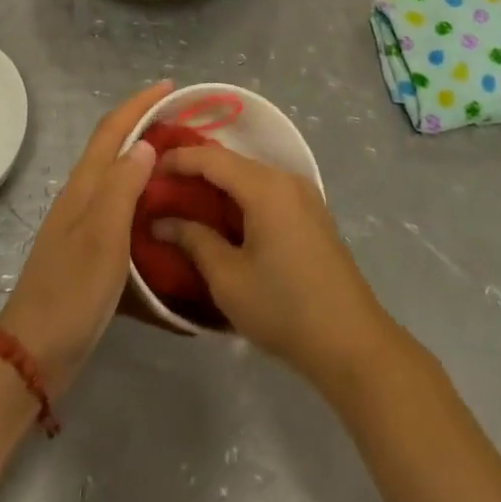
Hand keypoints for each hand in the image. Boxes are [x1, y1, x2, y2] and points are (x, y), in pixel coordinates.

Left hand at [0, 81, 169, 395]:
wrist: (34, 353)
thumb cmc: (72, 291)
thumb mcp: (102, 235)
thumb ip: (122, 186)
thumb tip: (144, 144)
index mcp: (84, 186)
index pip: (112, 130)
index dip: (139, 103)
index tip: (171, 86)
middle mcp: (82, 197)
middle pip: (113, 146)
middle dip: (144, 124)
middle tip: (185, 123)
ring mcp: (83, 223)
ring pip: (117, 175)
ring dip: (144, 157)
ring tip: (181, 159)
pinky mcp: (89, 249)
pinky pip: (120, 205)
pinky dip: (142, 192)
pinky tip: (161, 208)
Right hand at [152, 145, 397, 385]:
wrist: (352, 343)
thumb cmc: (284, 308)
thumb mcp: (228, 278)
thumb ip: (193, 240)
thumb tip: (162, 221)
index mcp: (266, 187)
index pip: (212, 158)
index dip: (177, 159)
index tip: (147, 169)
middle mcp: (287, 179)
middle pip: (233, 163)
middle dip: (196, 171)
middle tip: (161, 188)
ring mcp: (304, 195)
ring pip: (250, 177)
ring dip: (218, 186)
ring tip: (185, 202)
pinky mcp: (312, 214)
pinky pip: (268, 192)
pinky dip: (240, 198)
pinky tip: (223, 218)